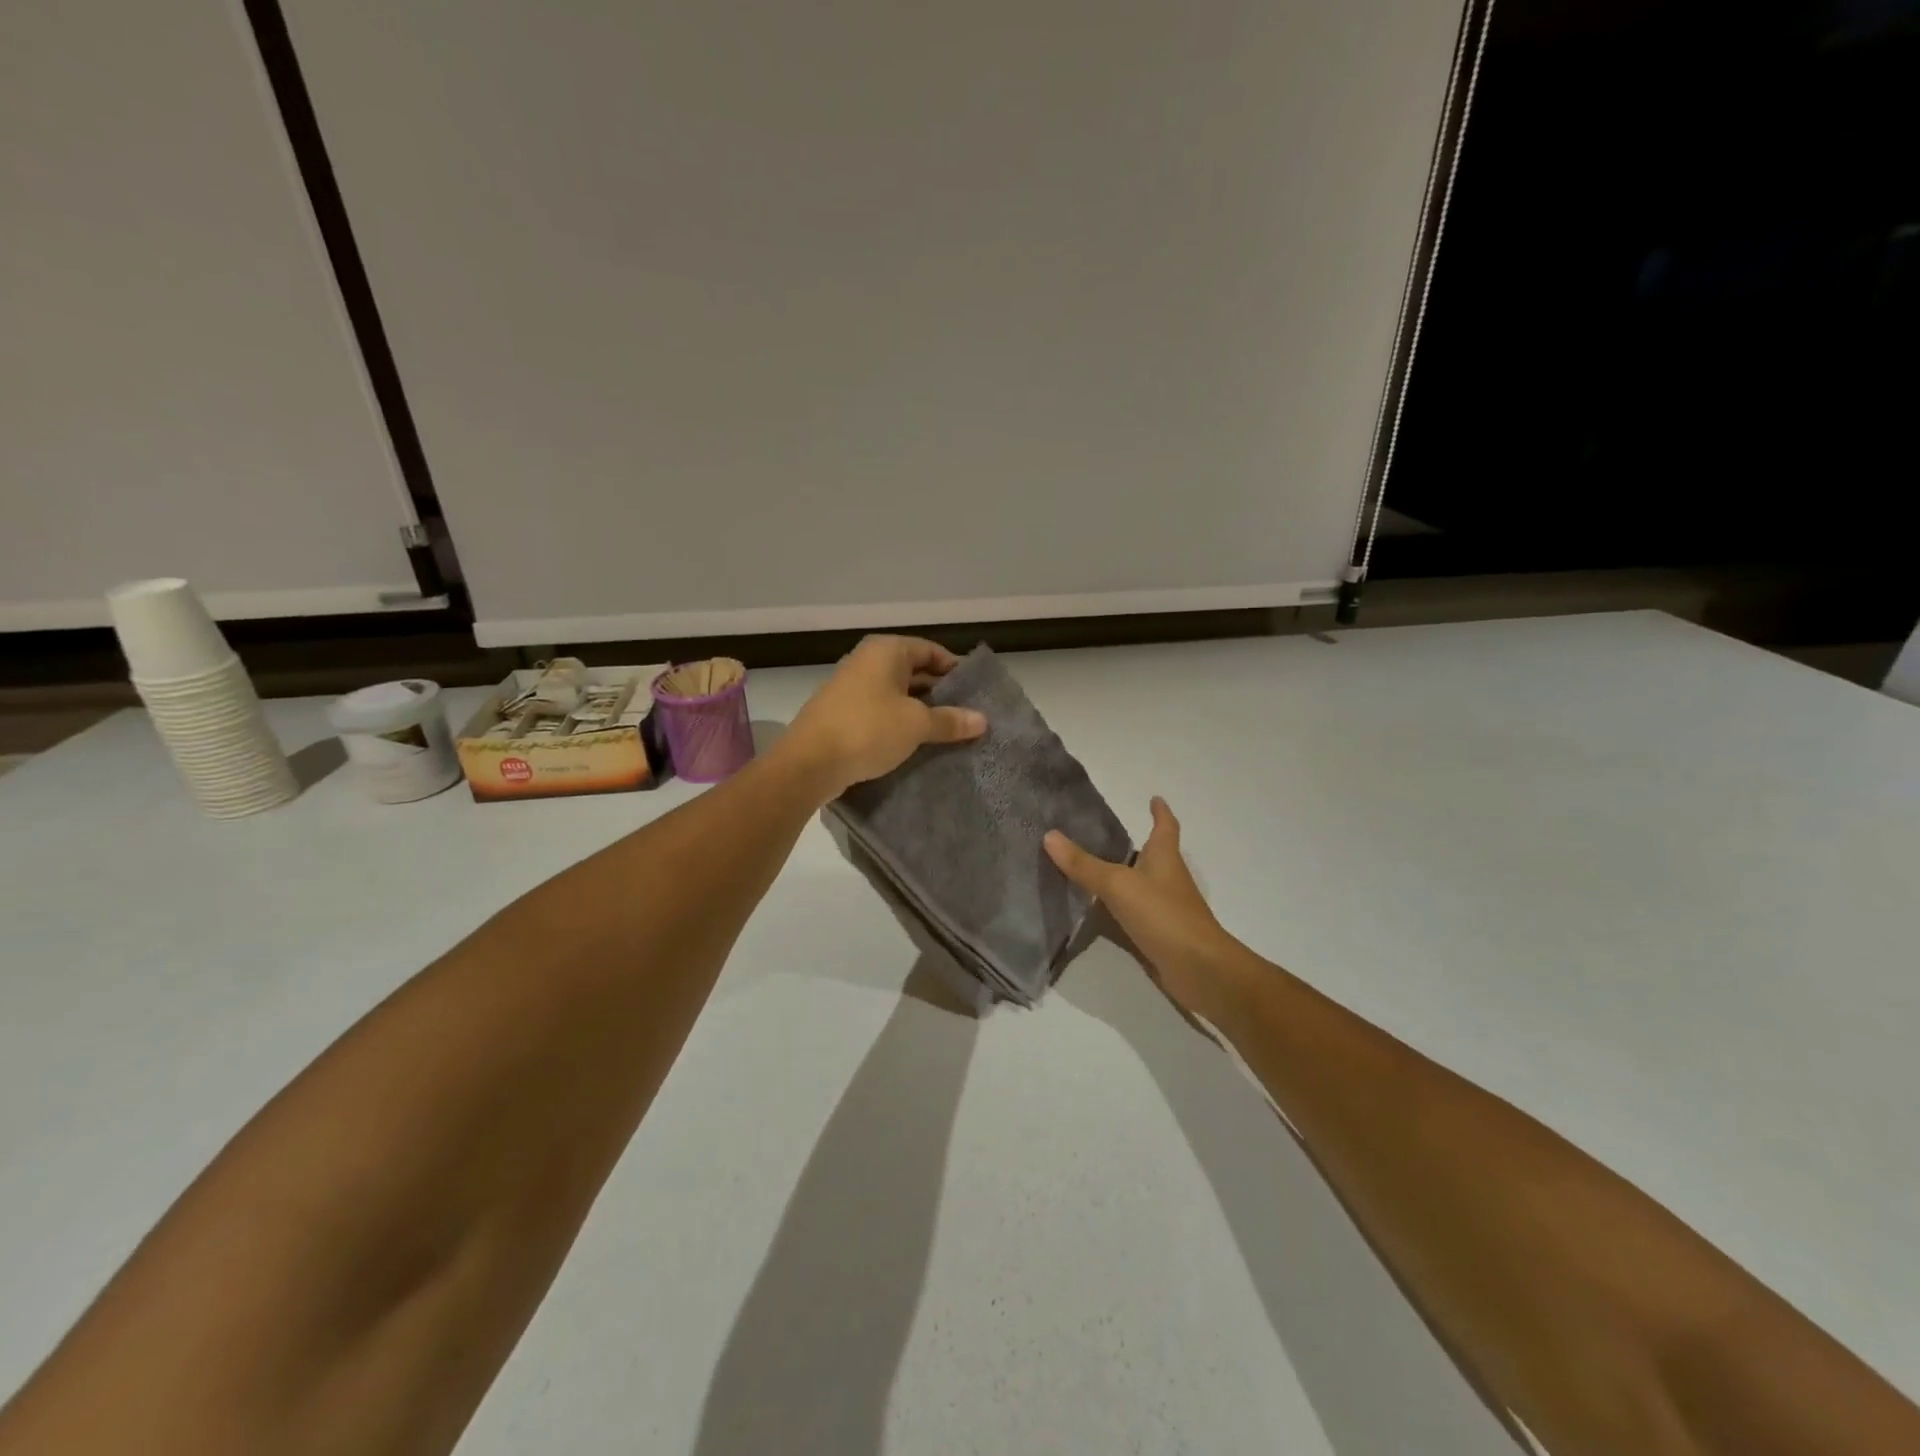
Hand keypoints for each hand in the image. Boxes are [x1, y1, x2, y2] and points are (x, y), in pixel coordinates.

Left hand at [784, 636, 987, 797]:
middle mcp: (867, 661)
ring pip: (896, 694)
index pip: (931, 650)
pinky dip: (898, 723)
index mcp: (886, 651)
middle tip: (966, 716)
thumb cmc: (868, 730)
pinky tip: (915, 744)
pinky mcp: (842, 713)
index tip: (975, 693)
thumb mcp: (916, 725)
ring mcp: (851, 687)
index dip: (955, 670)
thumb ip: (950, 721)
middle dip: (939, 693)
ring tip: (946, 732)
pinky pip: (880, 711)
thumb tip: (982, 720)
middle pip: (914, 671)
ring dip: (919, 711)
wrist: (809, 763)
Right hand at [1045, 798, 1243, 1017]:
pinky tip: (1097, 911)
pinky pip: (1135, 913)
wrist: (1199, 969)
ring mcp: (1166, 908)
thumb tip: (1050, 835)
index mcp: (1165, 857)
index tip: (1154, 798)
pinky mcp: (1160, 934)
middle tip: (1101, 835)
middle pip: (1153, 854)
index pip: (1165, 826)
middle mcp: (1168, 878)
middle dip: (1134, 844)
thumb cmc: (1163, 915)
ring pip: (1141, 884)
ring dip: (1123, 876)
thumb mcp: (1118, 884)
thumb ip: (1084, 864)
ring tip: (1090, 868)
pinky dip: (1119, 908)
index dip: (1160, 812)